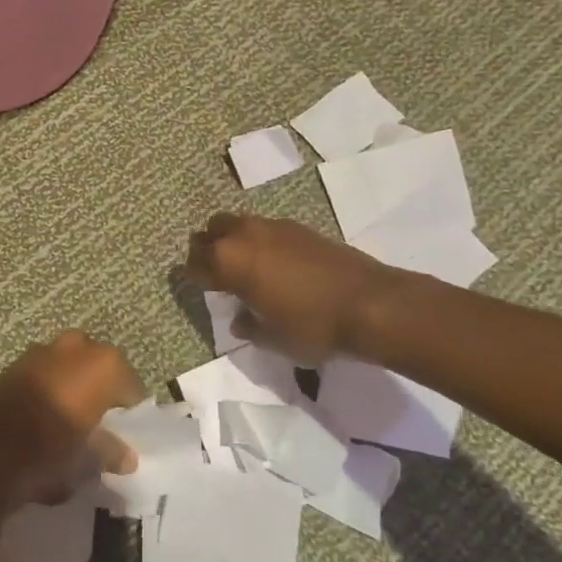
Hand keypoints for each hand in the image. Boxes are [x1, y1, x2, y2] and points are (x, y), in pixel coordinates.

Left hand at [0, 332, 142, 508]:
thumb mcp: (87, 461)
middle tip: (99, 424)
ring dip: (72, 387)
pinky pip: (43, 373)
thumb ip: (110, 452)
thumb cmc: (48, 454)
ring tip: (70, 421)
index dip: (130, 412)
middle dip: (101, 392)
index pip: (130, 387)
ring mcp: (41, 350)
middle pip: (99, 369)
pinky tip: (42, 417)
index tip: (126, 434)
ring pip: (69, 367)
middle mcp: (76, 346)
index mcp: (103, 365)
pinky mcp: (13, 363)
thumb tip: (127, 456)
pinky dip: (48, 389)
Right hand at [182, 213, 394, 364]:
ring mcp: (273, 227)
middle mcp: (245, 235)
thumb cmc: (312, 326)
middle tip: (215, 273)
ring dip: (232, 239)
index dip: (192, 275)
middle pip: (211, 231)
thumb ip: (249, 327)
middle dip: (207, 249)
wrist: (369, 303)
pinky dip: (259, 240)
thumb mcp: (272, 338)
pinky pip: (264, 227)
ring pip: (237, 223)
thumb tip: (240, 320)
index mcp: (229, 262)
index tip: (195, 286)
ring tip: (243, 265)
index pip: (195, 263)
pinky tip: (274, 263)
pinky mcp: (298, 227)